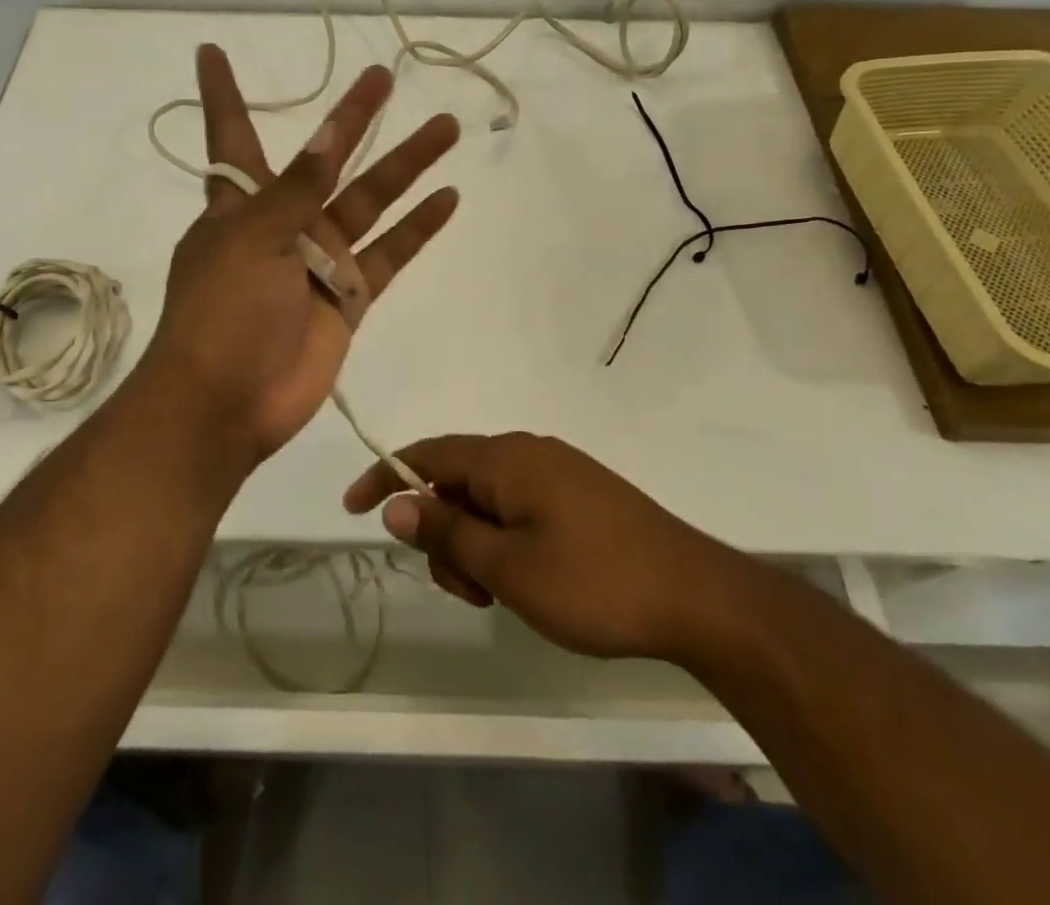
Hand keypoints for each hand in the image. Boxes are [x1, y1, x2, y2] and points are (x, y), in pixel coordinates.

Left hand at [144, 45, 460, 461]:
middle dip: (352, 118)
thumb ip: (296, 189)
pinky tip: (448, 197)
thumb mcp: (253, 237)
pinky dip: (418, 228)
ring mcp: (319, 258)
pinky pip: (389, 253)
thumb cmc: (223, 309)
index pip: (232, 135)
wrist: (228, 401)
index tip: (211, 51)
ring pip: (370, 200)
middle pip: (325, 158)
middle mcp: (282, 222)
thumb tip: (324, 136)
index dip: (222, 94)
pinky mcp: (347, 295)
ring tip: (445, 127)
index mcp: (240, 204)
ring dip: (406, 165)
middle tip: (383, 77)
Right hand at [344, 432, 740, 660]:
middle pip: (457, 480)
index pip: (426, 454)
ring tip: (501, 595)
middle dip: (442, 531)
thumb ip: (447, 532)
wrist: (697, 596)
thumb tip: (396, 504)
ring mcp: (558, 471)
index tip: (352, 508)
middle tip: (465, 590)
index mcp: (505, 458)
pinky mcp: (581, 495)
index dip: (384, 476)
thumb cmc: (593, 582)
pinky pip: (520, 506)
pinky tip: (528, 581)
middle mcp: (528, 452)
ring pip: (489, 498)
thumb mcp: (507, 567)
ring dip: (475, 543)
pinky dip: (504, 540)